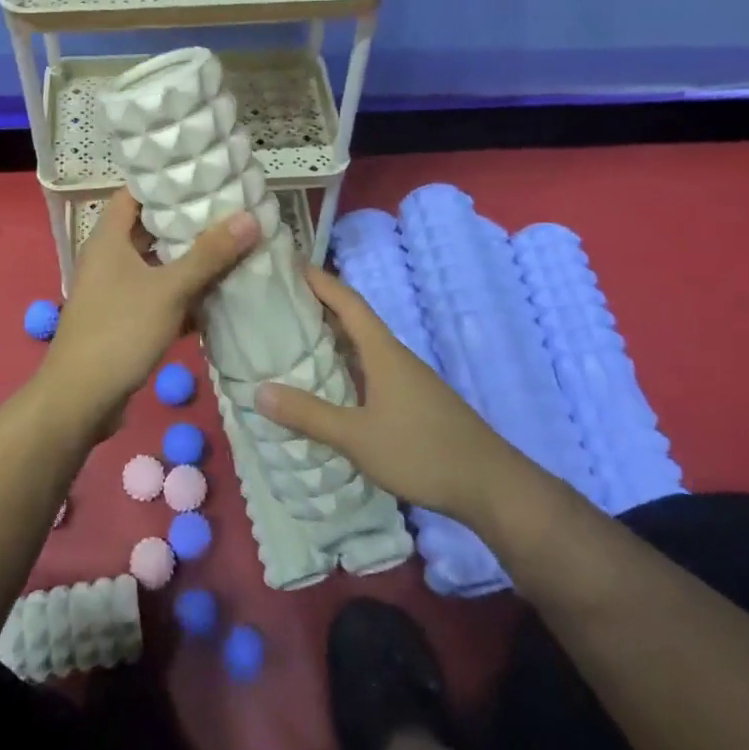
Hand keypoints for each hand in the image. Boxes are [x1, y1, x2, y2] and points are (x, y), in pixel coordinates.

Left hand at [36, 188, 259, 435]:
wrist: (80, 399)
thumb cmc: (119, 331)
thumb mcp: (169, 290)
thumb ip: (209, 254)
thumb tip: (249, 217)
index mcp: (108, 239)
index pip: (134, 194)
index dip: (164, 183)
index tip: (202, 177)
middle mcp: (108, 259)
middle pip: (149, 229)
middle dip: (186, 223)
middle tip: (228, 213)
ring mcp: (114, 291)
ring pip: (156, 265)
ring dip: (188, 261)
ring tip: (231, 248)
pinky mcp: (124, 319)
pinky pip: (157, 296)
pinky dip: (182, 294)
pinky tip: (217, 297)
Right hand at [257, 265, 520, 523]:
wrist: (490, 485)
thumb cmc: (422, 451)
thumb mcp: (357, 436)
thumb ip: (309, 414)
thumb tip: (258, 392)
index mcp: (382, 350)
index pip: (347, 301)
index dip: (319, 280)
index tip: (288, 263)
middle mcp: (394, 356)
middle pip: (353, 319)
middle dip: (317, 307)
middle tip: (277, 303)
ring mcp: (406, 379)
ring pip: (361, 347)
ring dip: (330, 338)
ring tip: (292, 339)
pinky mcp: (412, 401)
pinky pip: (370, 369)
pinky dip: (344, 366)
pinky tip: (328, 385)